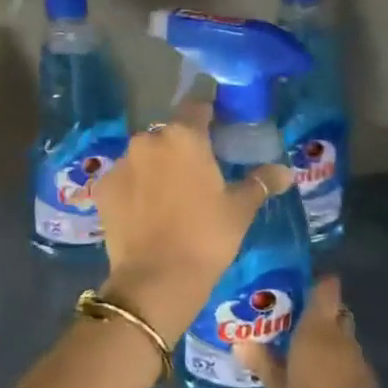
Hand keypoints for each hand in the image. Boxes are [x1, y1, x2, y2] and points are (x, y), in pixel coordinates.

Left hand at [91, 98, 291, 336]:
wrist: (156, 280)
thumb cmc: (206, 237)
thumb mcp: (239, 210)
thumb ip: (260, 182)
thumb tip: (285, 171)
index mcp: (183, 136)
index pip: (198, 106)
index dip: (210, 115)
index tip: (220, 129)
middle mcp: (148, 140)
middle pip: (169, 133)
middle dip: (183, 146)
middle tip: (199, 172)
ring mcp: (121, 163)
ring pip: (145, 156)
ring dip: (157, 167)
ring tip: (172, 196)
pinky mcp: (103, 188)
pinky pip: (125, 179)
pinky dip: (135, 188)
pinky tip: (146, 211)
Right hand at [233, 276, 387, 387]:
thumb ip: (262, 362)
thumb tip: (240, 341)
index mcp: (319, 330)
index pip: (326, 288)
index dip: (314, 280)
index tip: (293, 283)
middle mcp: (343, 338)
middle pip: (334, 311)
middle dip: (315, 312)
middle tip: (287, 319)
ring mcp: (359, 361)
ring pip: (341, 336)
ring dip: (324, 338)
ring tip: (295, 348)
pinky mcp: (367, 383)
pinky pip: (347, 358)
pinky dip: (333, 358)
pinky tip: (313, 373)